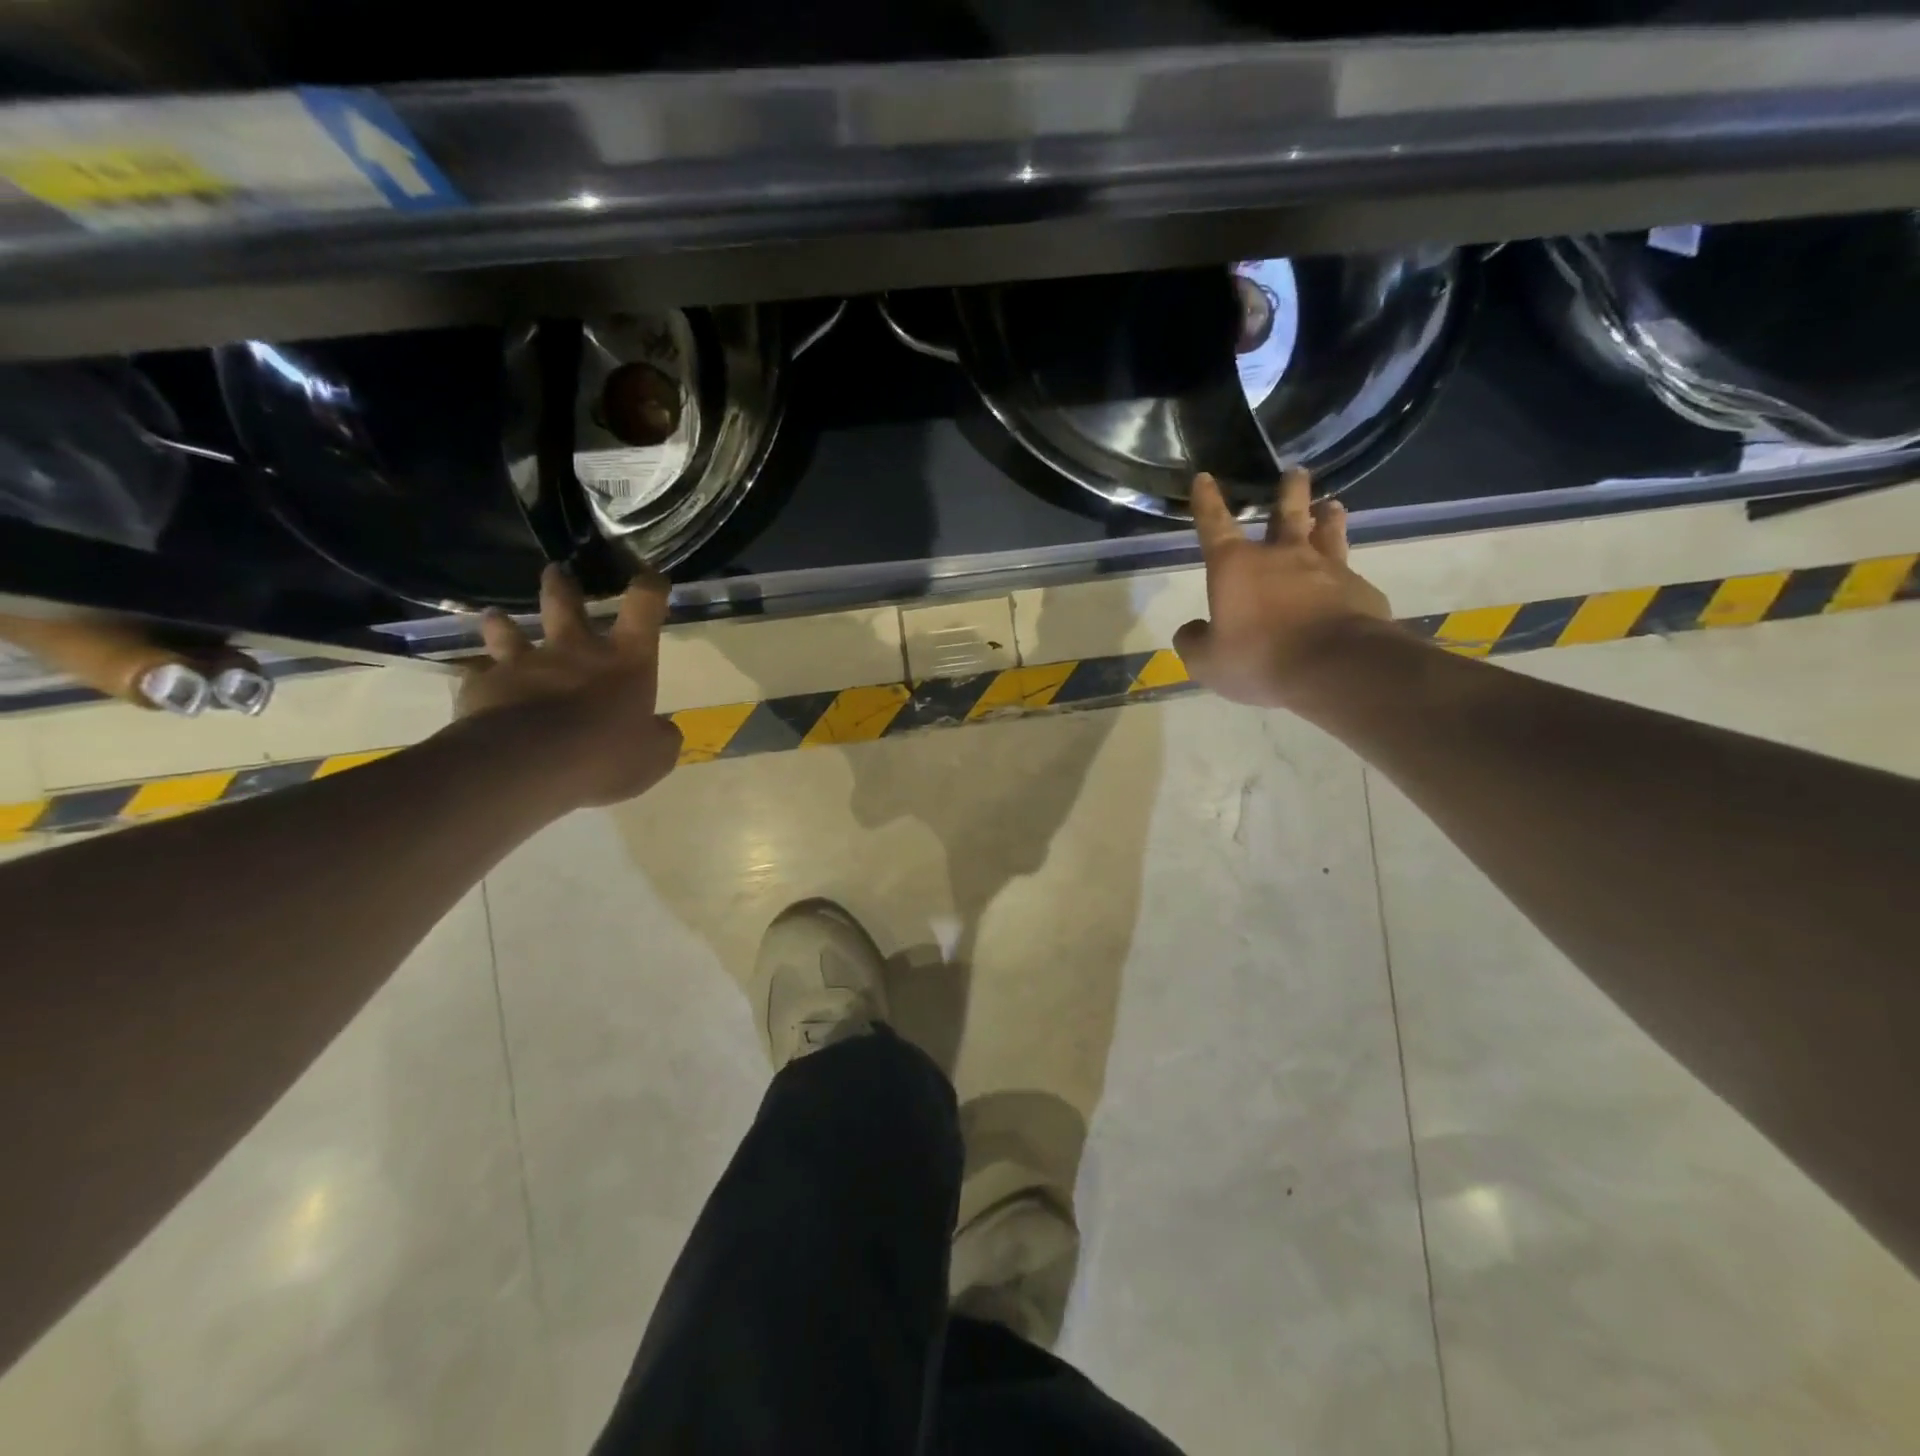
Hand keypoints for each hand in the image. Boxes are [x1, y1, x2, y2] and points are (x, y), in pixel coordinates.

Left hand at [455, 565, 682, 807]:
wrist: (528, 765)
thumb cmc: (605, 754)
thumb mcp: (655, 755)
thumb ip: (660, 737)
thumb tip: (661, 730)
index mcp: (625, 660)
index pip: (644, 607)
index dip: (650, 589)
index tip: (652, 579)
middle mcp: (574, 650)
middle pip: (566, 604)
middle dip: (562, 585)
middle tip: (556, 571)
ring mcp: (524, 664)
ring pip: (508, 631)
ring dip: (503, 624)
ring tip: (496, 618)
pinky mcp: (484, 687)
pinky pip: (478, 676)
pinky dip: (480, 678)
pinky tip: (476, 684)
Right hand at [1173, 469, 1394, 707]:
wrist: (1334, 667)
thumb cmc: (1259, 659)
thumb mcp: (1207, 662)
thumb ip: (1194, 642)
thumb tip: (1192, 630)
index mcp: (1236, 567)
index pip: (1215, 526)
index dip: (1207, 503)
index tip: (1204, 478)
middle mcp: (1282, 557)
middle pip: (1286, 514)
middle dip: (1288, 492)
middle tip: (1295, 473)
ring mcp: (1327, 569)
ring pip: (1328, 533)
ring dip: (1327, 517)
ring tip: (1331, 506)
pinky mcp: (1359, 591)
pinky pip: (1349, 577)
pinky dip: (1345, 575)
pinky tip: (1348, 582)